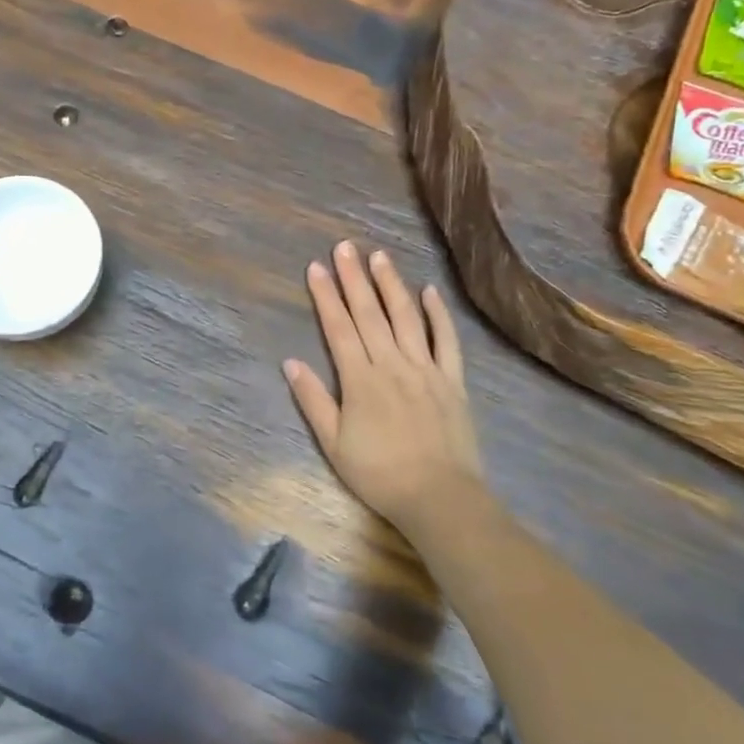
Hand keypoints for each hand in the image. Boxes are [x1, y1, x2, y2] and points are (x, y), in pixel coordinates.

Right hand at [283, 241, 484, 535]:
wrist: (439, 497)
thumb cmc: (379, 474)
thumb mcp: (333, 444)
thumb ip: (313, 400)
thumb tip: (290, 362)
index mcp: (360, 379)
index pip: (339, 328)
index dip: (325, 296)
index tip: (315, 267)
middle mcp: (392, 364)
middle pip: (369, 314)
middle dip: (353, 278)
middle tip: (344, 247)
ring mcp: (425, 369)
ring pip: (406, 317)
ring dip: (391, 284)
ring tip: (378, 257)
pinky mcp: (452, 380)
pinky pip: (446, 340)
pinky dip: (438, 314)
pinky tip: (429, 291)